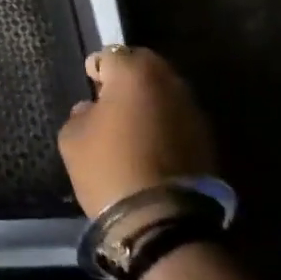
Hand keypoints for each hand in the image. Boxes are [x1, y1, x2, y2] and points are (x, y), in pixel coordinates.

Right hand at [58, 46, 214, 217]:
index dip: (96, 70)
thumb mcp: (73, 138)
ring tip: (133, 126)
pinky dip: (165, 124)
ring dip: (149, 101)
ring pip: (165, 92)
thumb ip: (80, 113)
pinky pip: (178, 118)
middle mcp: (169, 81)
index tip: (90, 88)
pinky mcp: (207, 140)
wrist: (161, 224)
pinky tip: (151, 146)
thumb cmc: (109, 168)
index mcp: (134, 72)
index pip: (110, 55)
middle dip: (127, 78)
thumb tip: (92, 110)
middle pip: (144, 66)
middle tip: (111, 102)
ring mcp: (193, 110)